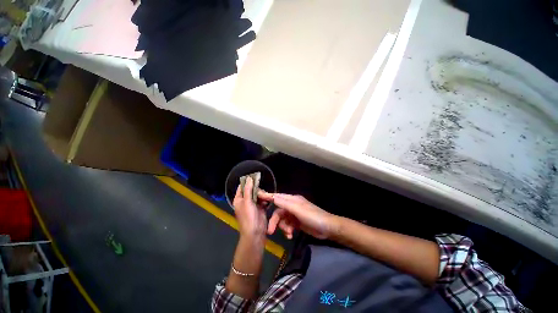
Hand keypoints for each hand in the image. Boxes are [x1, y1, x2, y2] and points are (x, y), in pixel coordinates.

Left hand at [233, 177, 268, 243]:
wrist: (255, 232)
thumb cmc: (248, 217)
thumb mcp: (247, 202)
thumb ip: (248, 190)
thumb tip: (249, 178)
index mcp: (239, 199)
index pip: (242, 187)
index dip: (247, 181)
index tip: (254, 176)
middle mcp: (246, 201)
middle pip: (252, 190)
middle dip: (257, 189)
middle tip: (261, 192)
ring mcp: (253, 204)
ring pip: (258, 194)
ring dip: (262, 194)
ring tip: (265, 197)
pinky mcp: (260, 207)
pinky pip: (263, 200)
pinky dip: (265, 199)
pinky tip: (267, 201)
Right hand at [260, 193, 338, 239]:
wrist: (327, 228)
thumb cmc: (312, 216)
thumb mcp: (298, 209)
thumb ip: (284, 203)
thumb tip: (272, 196)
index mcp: (292, 199)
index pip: (277, 197)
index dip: (268, 197)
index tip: (257, 197)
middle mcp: (292, 205)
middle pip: (278, 211)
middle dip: (275, 221)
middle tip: (271, 231)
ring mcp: (294, 214)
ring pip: (282, 219)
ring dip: (283, 227)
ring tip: (288, 233)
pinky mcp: (296, 222)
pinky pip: (287, 225)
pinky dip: (287, 230)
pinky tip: (290, 235)